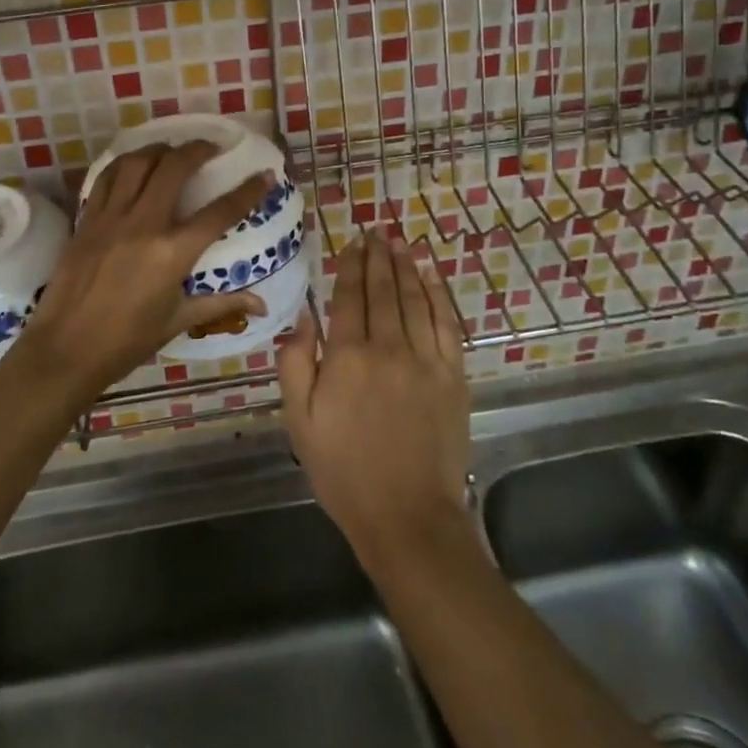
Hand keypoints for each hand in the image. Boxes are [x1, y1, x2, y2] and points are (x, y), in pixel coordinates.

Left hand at [14, 142, 271, 399]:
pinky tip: (133, 166)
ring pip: (137, 163)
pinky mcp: (87, 220)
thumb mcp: (178, 321)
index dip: (248, 191)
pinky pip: (106, 179)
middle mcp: (144, 225)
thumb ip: (221, 304)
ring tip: (171, 151)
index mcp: (173, 253)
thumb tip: (262, 305)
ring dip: (158, 149)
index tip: (265, 175)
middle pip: (174, 168)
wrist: (64, 351)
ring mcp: (111, 218)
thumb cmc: (126, 342)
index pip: (220, 212)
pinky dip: (124, 165)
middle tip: (210, 148)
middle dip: (197, 150)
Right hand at [278, 235, 470, 566]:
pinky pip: (446, 323)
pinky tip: (431, 277)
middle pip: (382, 290)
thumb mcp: (299, 422)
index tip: (352, 243)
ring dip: (406, 267)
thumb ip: (294, 364)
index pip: (348, 297)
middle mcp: (388, 347)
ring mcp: (425, 360)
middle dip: (378, 257)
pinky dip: (438, 295)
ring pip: (414, 299)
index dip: (350, 266)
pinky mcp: (453, 376)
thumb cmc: (344, 471)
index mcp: (347, 357)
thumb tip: (302, 317)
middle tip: (376, 231)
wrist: (408, 517)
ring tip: (399, 242)